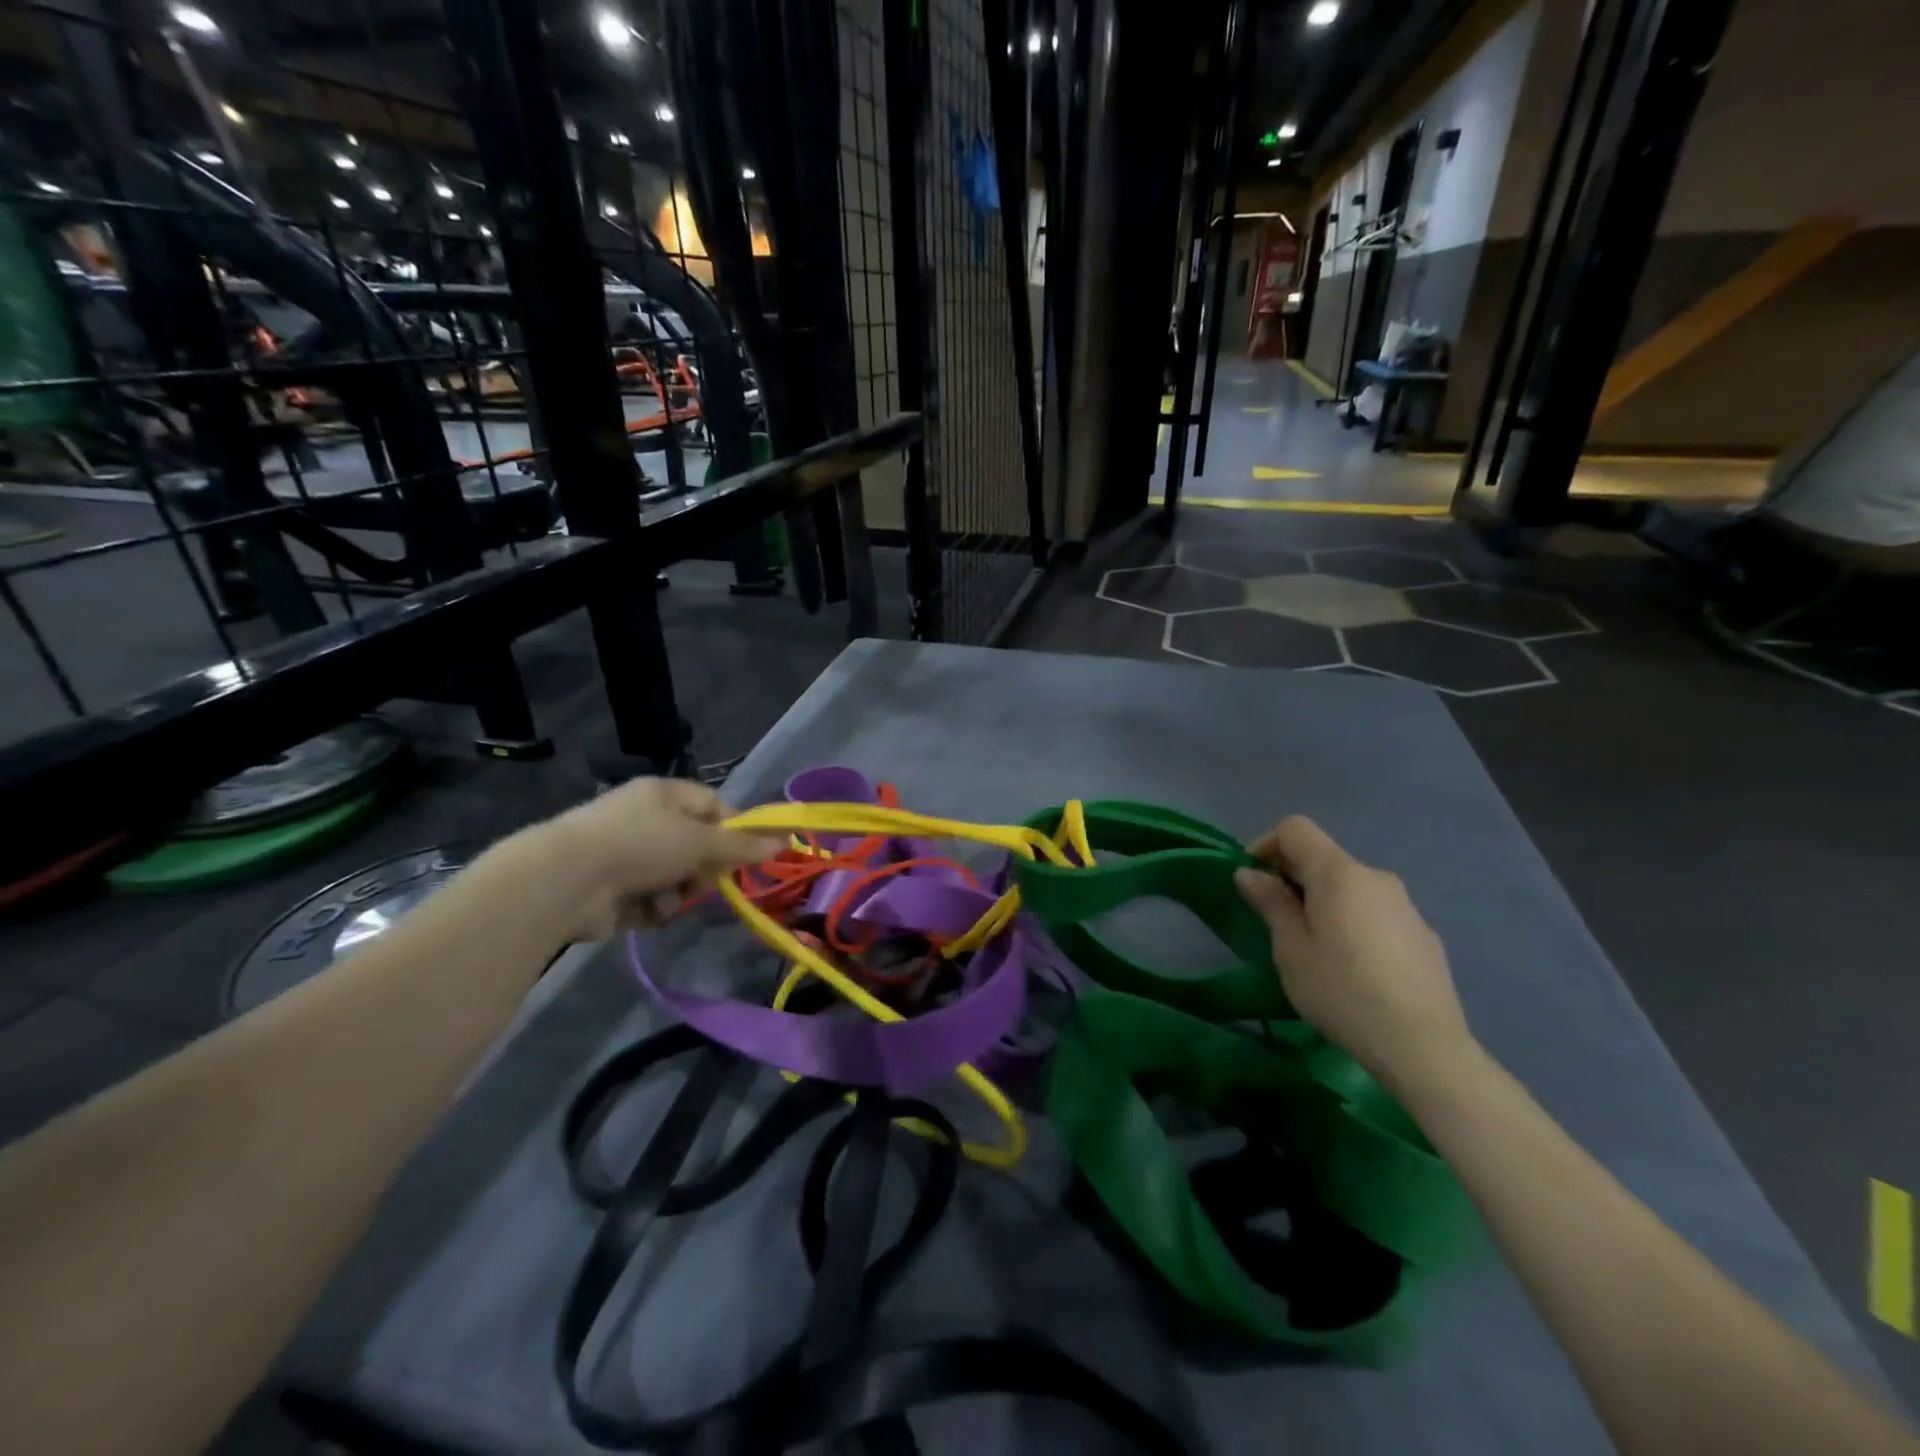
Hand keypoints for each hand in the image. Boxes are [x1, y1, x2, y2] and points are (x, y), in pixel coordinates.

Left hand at [532, 777, 783, 941]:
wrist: (567, 881)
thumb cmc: (641, 844)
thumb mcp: (701, 840)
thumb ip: (743, 845)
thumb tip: (784, 840)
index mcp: (665, 794)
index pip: (713, 805)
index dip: (735, 829)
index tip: (749, 854)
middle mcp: (646, 819)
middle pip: (697, 846)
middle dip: (704, 868)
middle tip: (705, 880)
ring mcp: (626, 855)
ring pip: (676, 877)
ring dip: (678, 892)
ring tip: (666, 899)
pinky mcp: (612, 890)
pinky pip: (651, 900)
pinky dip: (653, 908)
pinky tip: (644, 911)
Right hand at [1234, 816, 1472, 1092]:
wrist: (1423, 1046)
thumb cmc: (1341, 991)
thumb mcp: (1290, 948)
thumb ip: (1270, 902)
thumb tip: (1250, 873)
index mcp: (1339, 874)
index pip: (1295, 829)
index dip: (1265, 845)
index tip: (1253, 883)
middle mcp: (1375, 877)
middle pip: (1323, 858)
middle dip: (1292, 878)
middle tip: (1276, 922)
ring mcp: (1405, 905)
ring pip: (1349, 887)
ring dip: (1322, 902)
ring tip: (1314, 949)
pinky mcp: (1422, 934)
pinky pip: (1374, 912)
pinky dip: (1352, 922)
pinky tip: (1353, 968)